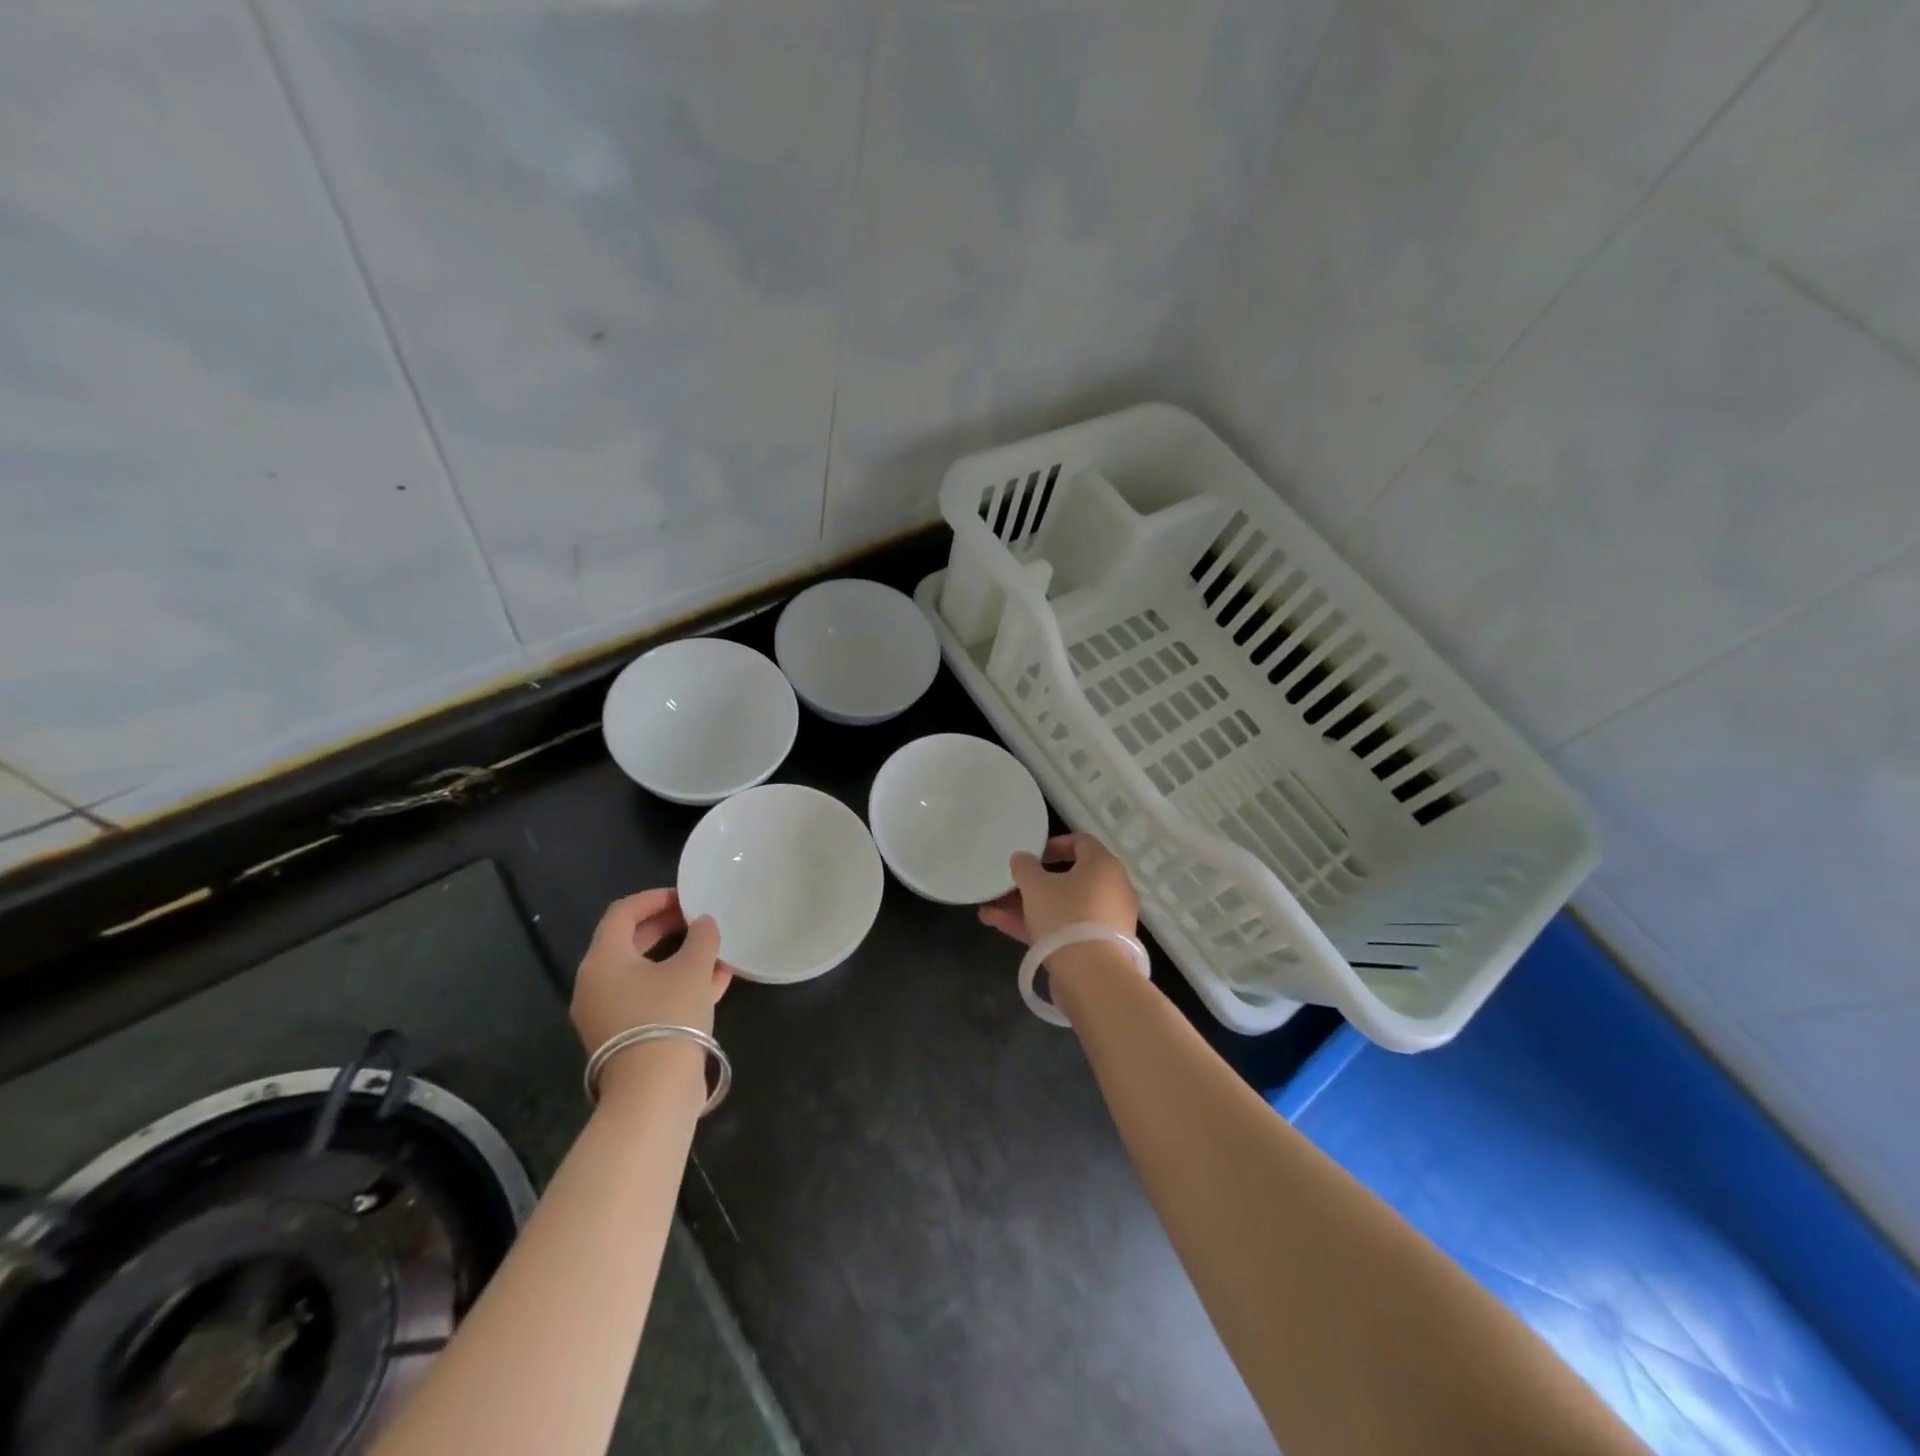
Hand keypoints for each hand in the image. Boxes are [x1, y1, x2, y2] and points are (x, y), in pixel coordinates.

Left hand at [570, 889, 732, 1055]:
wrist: (654, 1092)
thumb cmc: (669, 1015)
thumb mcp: (693, 967)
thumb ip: (702, 937)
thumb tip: (704, 923)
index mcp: (603, 960)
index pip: (623, 913)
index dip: (655, 898)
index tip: (687, 896)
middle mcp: (596, 984)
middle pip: (630, 942)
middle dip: (667, 926)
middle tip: (699, 918)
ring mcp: (607, 1014)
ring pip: (644, 973)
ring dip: (678, 957)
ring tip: (713, 949)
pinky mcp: (625, 1037)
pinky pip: (650, 998)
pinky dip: (677, 985)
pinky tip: (716, 981)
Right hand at [977, 832, 1138, 945]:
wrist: (1092, 976)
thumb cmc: (1065, 916)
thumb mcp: (1035, 886)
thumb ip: (1024, 866)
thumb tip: (1023, 857)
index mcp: (1103, 865)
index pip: (1081, 842)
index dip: (1053, 844)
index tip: (1032, 855)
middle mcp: (1111, 889)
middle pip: (1068, 879)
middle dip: (1032, 884)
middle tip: (1008, 886)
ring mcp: (1106, 920)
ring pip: (1062, 906)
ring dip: (1027, 907)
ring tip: (990, 910)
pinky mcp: (1098, 947)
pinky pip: (1065, 928)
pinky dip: (1038, 926)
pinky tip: (1001, 926)